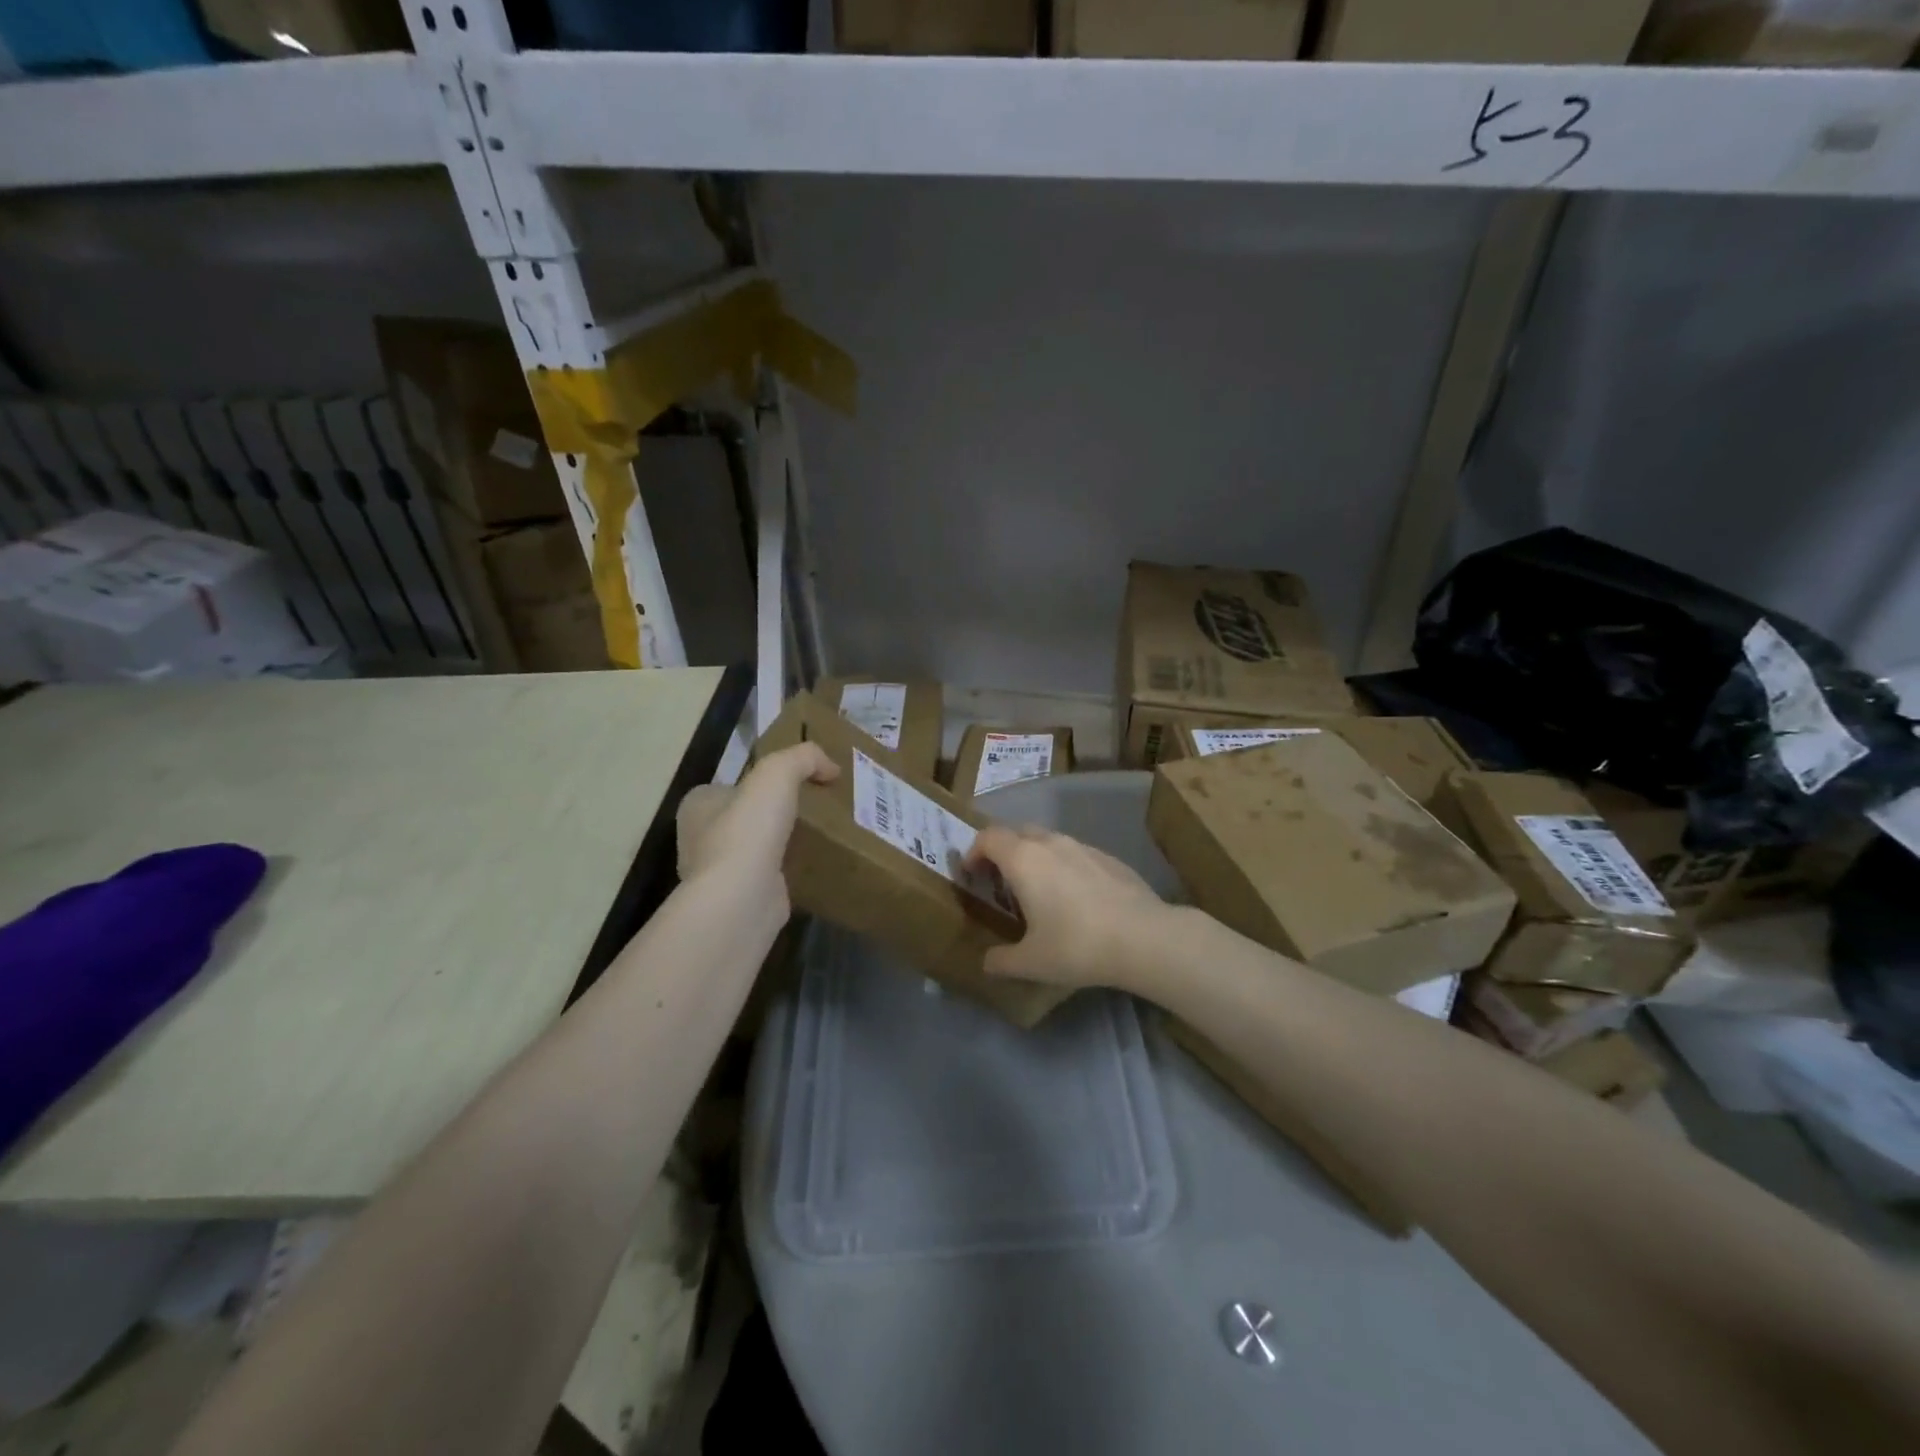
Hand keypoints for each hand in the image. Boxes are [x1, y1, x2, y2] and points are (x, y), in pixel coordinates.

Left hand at [677, 744, 838, 901]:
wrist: (742, 898)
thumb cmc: (749, 829)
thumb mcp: (778, 773)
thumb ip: (804, 757)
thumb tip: (830, 767)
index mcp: (697, 805)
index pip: (731, 786)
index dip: (761, 783)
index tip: (796, 785)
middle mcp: (699, 838)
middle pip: (745, 817)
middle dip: (773, 814)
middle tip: (814, 810)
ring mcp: (718, 872)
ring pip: (756, 848)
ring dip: (781, 844)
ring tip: (819, 837)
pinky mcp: (739, 899)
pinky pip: (767, 876)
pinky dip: (787, 871)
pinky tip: (812, 867)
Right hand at [964, 825, 1171, 990]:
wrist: (1144, 938)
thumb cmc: (1077, 945)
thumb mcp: (1031, 962)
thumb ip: (1001, 960)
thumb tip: (986, 962)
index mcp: (1023, 859)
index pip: (988, 837)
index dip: (974, 852)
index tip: (972, 875)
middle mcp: (1051, 843)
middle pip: (1017, 833)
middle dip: (1004, 852)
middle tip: (1001, 884)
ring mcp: (1083, 846)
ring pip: (1049, 841)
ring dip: (1035, 858)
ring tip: (1039, 893)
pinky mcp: (1109, 858)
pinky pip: (1075, 854)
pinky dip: (1064, 867)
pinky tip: (1076, 899)